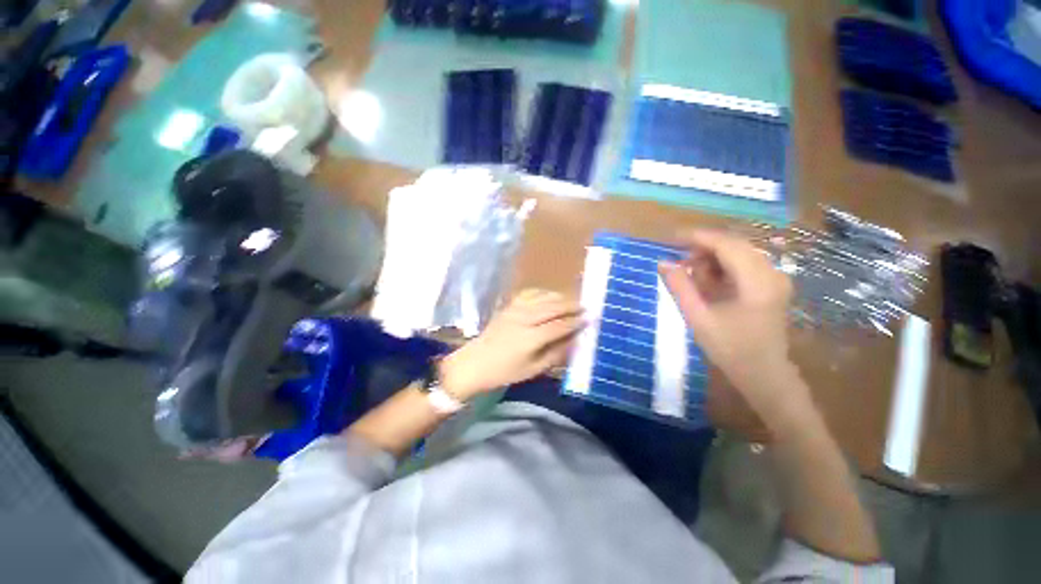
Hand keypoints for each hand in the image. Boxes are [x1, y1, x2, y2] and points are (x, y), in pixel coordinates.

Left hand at [438, 289, 583, 399]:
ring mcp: (515, 309)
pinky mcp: (508, 306)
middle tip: (586, 306)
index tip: (591, 318)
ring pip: (542, 297)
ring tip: (572, 300)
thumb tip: (574, 340)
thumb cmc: (505, 372)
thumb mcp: (533, 369)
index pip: (560, 325)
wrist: (475, 363)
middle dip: (572, 305)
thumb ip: (556, 354)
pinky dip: (543, 293)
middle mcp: (524, 319)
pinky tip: (549, 296)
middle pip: (553, 307)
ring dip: (559, 297)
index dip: (576, 321)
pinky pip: (529, 293)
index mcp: (530, 338)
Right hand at [659, 230, 803, 414]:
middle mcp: (772, 273)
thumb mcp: (698, 317)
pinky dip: (721, 267)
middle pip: (733, 245)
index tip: (671, 238)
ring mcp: (775, 278)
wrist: (764, 374)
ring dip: (711, 259)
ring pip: (738, 253)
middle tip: (678, 261)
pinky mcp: (771, 285)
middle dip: (702, 248)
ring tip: (691, 276)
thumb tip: (663, 262)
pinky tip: (708, 282)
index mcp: (757, 282)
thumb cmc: (730, 349)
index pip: (726, 245)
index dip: (697, 237)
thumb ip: (680, 287)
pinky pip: (743, 264)